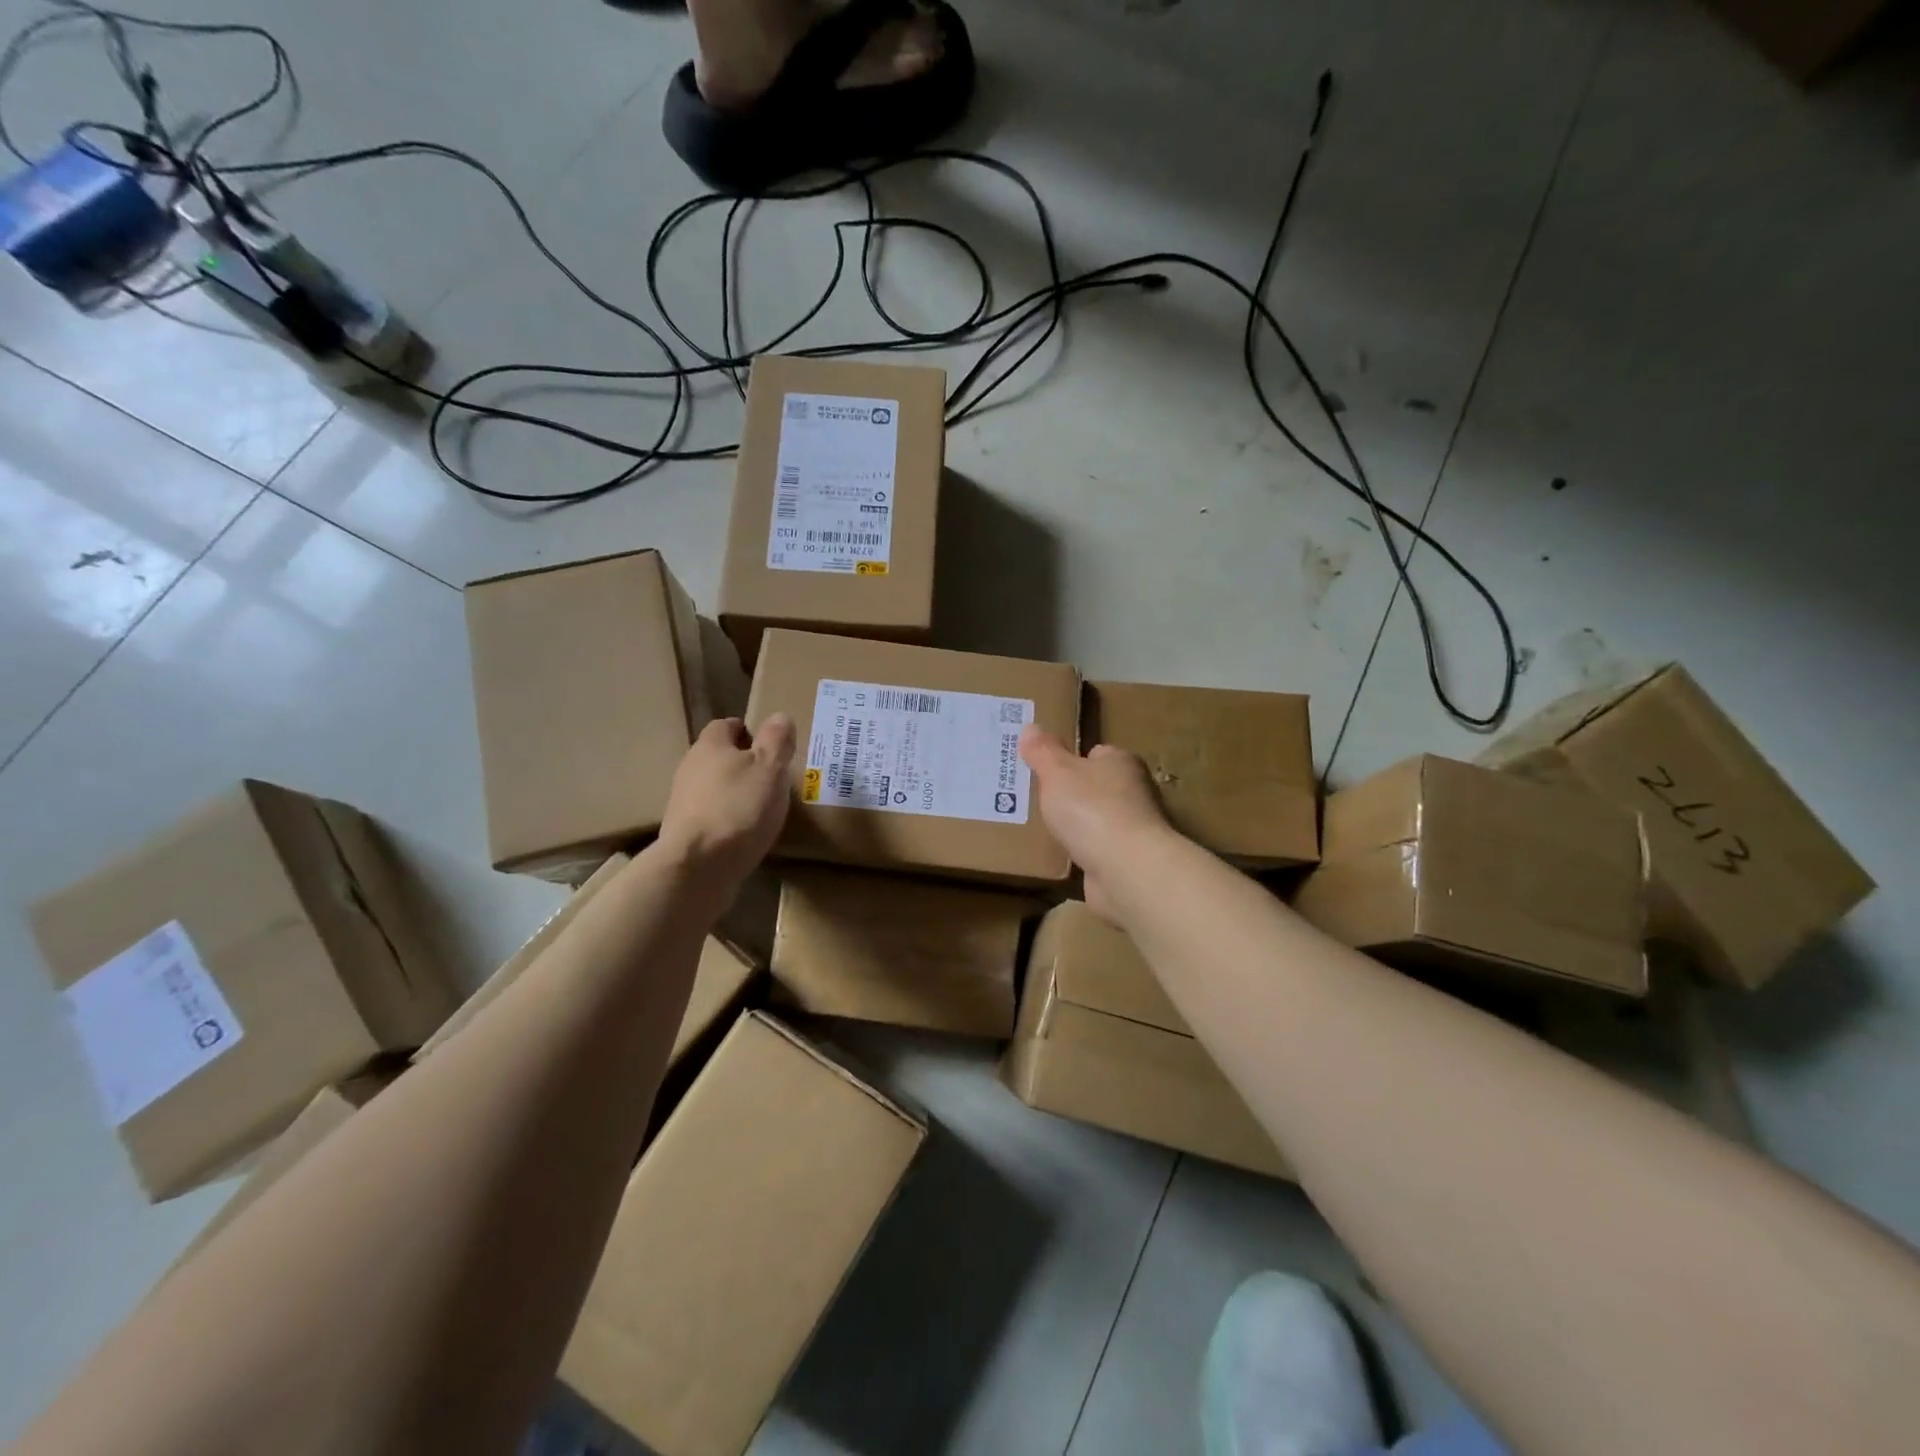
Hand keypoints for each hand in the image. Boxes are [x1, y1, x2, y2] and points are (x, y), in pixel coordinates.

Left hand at [656, 714, 795, 888]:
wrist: (698, 866)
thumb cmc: (739, 808)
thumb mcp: (770, 768)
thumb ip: (776, 740)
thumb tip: (779, 716)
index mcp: (710, 746)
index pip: (726, 725)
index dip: (749, 730)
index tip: (771, 745)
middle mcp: (691, 768)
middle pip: (719, 756)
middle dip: (743, 763)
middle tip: (773, 777)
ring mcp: (683, 802)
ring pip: (714, 787)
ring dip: (735, 793)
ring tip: (763, 807)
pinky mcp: (685, 832)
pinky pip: (711, 816)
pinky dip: (728, 819)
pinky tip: (746, 833)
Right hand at [1019, 725, 1173, 919]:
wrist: (1126, 870)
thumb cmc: (1092, 809)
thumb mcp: (1058, 773)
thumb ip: (1043, 751)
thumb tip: (1030, 727)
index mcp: (1121, 762)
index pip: (1095, 753)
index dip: (1070, 759)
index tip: (1043, 768)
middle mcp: (1133, 792)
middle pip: (1095, 786)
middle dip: (1068, 793)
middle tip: (1032, 797)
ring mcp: (1132, 828)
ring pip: (1095, 820)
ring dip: (1074, 825)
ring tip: (1039, 827)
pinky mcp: (1126, 860)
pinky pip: (1096, 849)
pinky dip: (1081, 852)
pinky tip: (1059, 855)